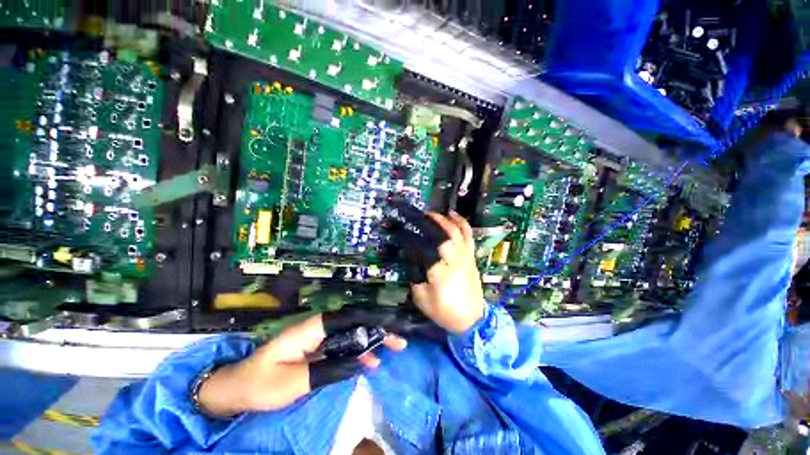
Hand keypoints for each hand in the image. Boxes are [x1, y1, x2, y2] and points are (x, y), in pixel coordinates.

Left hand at [197, 314, 406, 416]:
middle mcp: (319, 329)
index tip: (390, 327)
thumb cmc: (260, 384)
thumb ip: (327, 370)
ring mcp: (319, 341)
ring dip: (372, 342)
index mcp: (313, 329)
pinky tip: (371, 362)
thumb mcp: (293, 382)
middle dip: (377, 331)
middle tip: (398, 341)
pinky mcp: (318, 352)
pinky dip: (359, 355)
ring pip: (351, 336)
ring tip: (393, 349)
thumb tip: (359, 362)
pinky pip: (344, 349)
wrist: (237, 389)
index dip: (371, 320)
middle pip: (354, 324)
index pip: (349, 318)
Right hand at [411, 211, 484, 333]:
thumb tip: (411, 258)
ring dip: (446, 219)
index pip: (426, 248)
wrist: (471, 320)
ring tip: (435, 213)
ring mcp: (466, 258)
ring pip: (458, 232)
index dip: (414, 238)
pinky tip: (454, 216)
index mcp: (439, 273)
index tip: (405, 231)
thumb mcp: (421, 298)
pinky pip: (468, 237)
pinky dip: (462, 223)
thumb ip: (415, 276)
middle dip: (433, 222)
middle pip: (445, 235)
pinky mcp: (471, 258)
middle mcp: (454, 261)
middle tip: (421, 216)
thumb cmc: (444, 311)